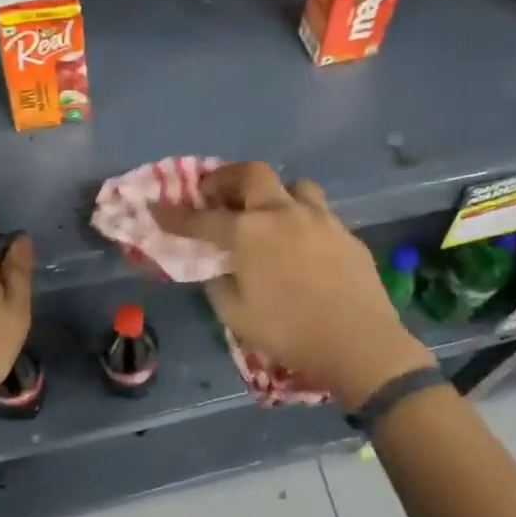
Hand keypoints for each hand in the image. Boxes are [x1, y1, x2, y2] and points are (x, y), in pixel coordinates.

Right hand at [151, 163, 433, 408]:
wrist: (359, 342)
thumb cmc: (289, 332)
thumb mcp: (236, 316)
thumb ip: (219, 284)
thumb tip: (219, 267)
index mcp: (248, 234)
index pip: (201, 218)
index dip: (174, 215)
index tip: (156, 208)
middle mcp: (282, 213)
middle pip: (251, 174)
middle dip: (227, 178)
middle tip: (217, 194)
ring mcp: (319, 219)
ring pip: (294, 186)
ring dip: (274, 193)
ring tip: (268, 214)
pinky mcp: (346, 233)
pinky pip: (319, 214)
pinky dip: (302, 220)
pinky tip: (303, 245)